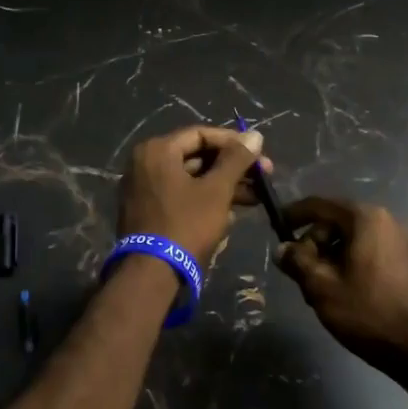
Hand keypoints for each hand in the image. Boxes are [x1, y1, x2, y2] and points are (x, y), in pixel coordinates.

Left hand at [118, 125, 268, 267]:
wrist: (152, 274)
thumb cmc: (186, 225)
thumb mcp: (216, 190)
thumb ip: (236, 160)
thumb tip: (255, 135)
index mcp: (156, 150)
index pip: (200, 134)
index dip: (233, 142)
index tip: (259, 153)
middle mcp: (144, 163)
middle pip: (196, 156)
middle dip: (232, 167)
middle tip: (264, 176)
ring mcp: (143, 189)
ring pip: (191, 178)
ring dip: (223, 186)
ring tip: (256, 198)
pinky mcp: (147, 211)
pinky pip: (181, 196)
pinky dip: (205, 199)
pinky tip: (233, 211)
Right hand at [276, 197, 407, 376]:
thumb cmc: (369, 313)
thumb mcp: (322, 287)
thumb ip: (297, 261)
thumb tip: (282, 249)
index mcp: (365, 219)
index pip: (319, 205)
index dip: (293, 215)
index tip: (275, 229)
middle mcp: (387, 222)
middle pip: (336, 222)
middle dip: (314, 244)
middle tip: (300, 274)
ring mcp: (402, 242)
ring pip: (352, 240)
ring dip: (331, 258)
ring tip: (321, 290)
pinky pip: (370, 253)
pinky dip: (351, 264)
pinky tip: (345, 293)